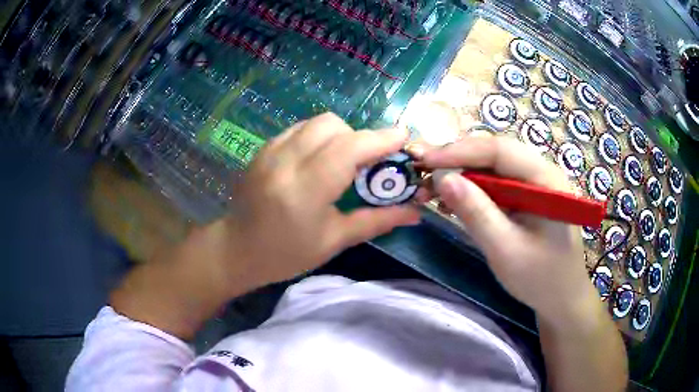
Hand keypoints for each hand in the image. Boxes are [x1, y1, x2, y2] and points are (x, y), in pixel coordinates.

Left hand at [217, 113, 420, 289]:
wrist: (237, 249)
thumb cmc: (287, 254)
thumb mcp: (334, 241)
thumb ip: (377, 221)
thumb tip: (415, 213)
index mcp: (305, 190)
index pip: (348, 149)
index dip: (380, 139)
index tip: (403, 137)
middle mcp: (285, 162)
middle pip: (332, 125)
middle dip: (358, 137)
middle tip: (367, 162)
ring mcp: (270, 151)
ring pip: (315, 122)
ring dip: (338, 134)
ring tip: (342, 161)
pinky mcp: (262, 149)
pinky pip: (299, 129)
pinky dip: (317, 137)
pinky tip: (317, 160)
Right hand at [420, 137, 598, 324]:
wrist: (562, 298)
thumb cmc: (540, 278)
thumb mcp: (506, 250)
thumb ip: (476, 213)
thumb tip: (442, 179)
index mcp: (546, 179)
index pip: (499, 150)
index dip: (459, 151)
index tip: (424, 161)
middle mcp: (542, 172)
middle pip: (495, 153)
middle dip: (457, 159)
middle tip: (423, 171)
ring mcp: (535, 183)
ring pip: (493, 166)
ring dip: (462, 174)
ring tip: (433, 187)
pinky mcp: (527, 196)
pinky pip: (497, 183)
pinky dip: (473, 188)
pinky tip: (455, 200)